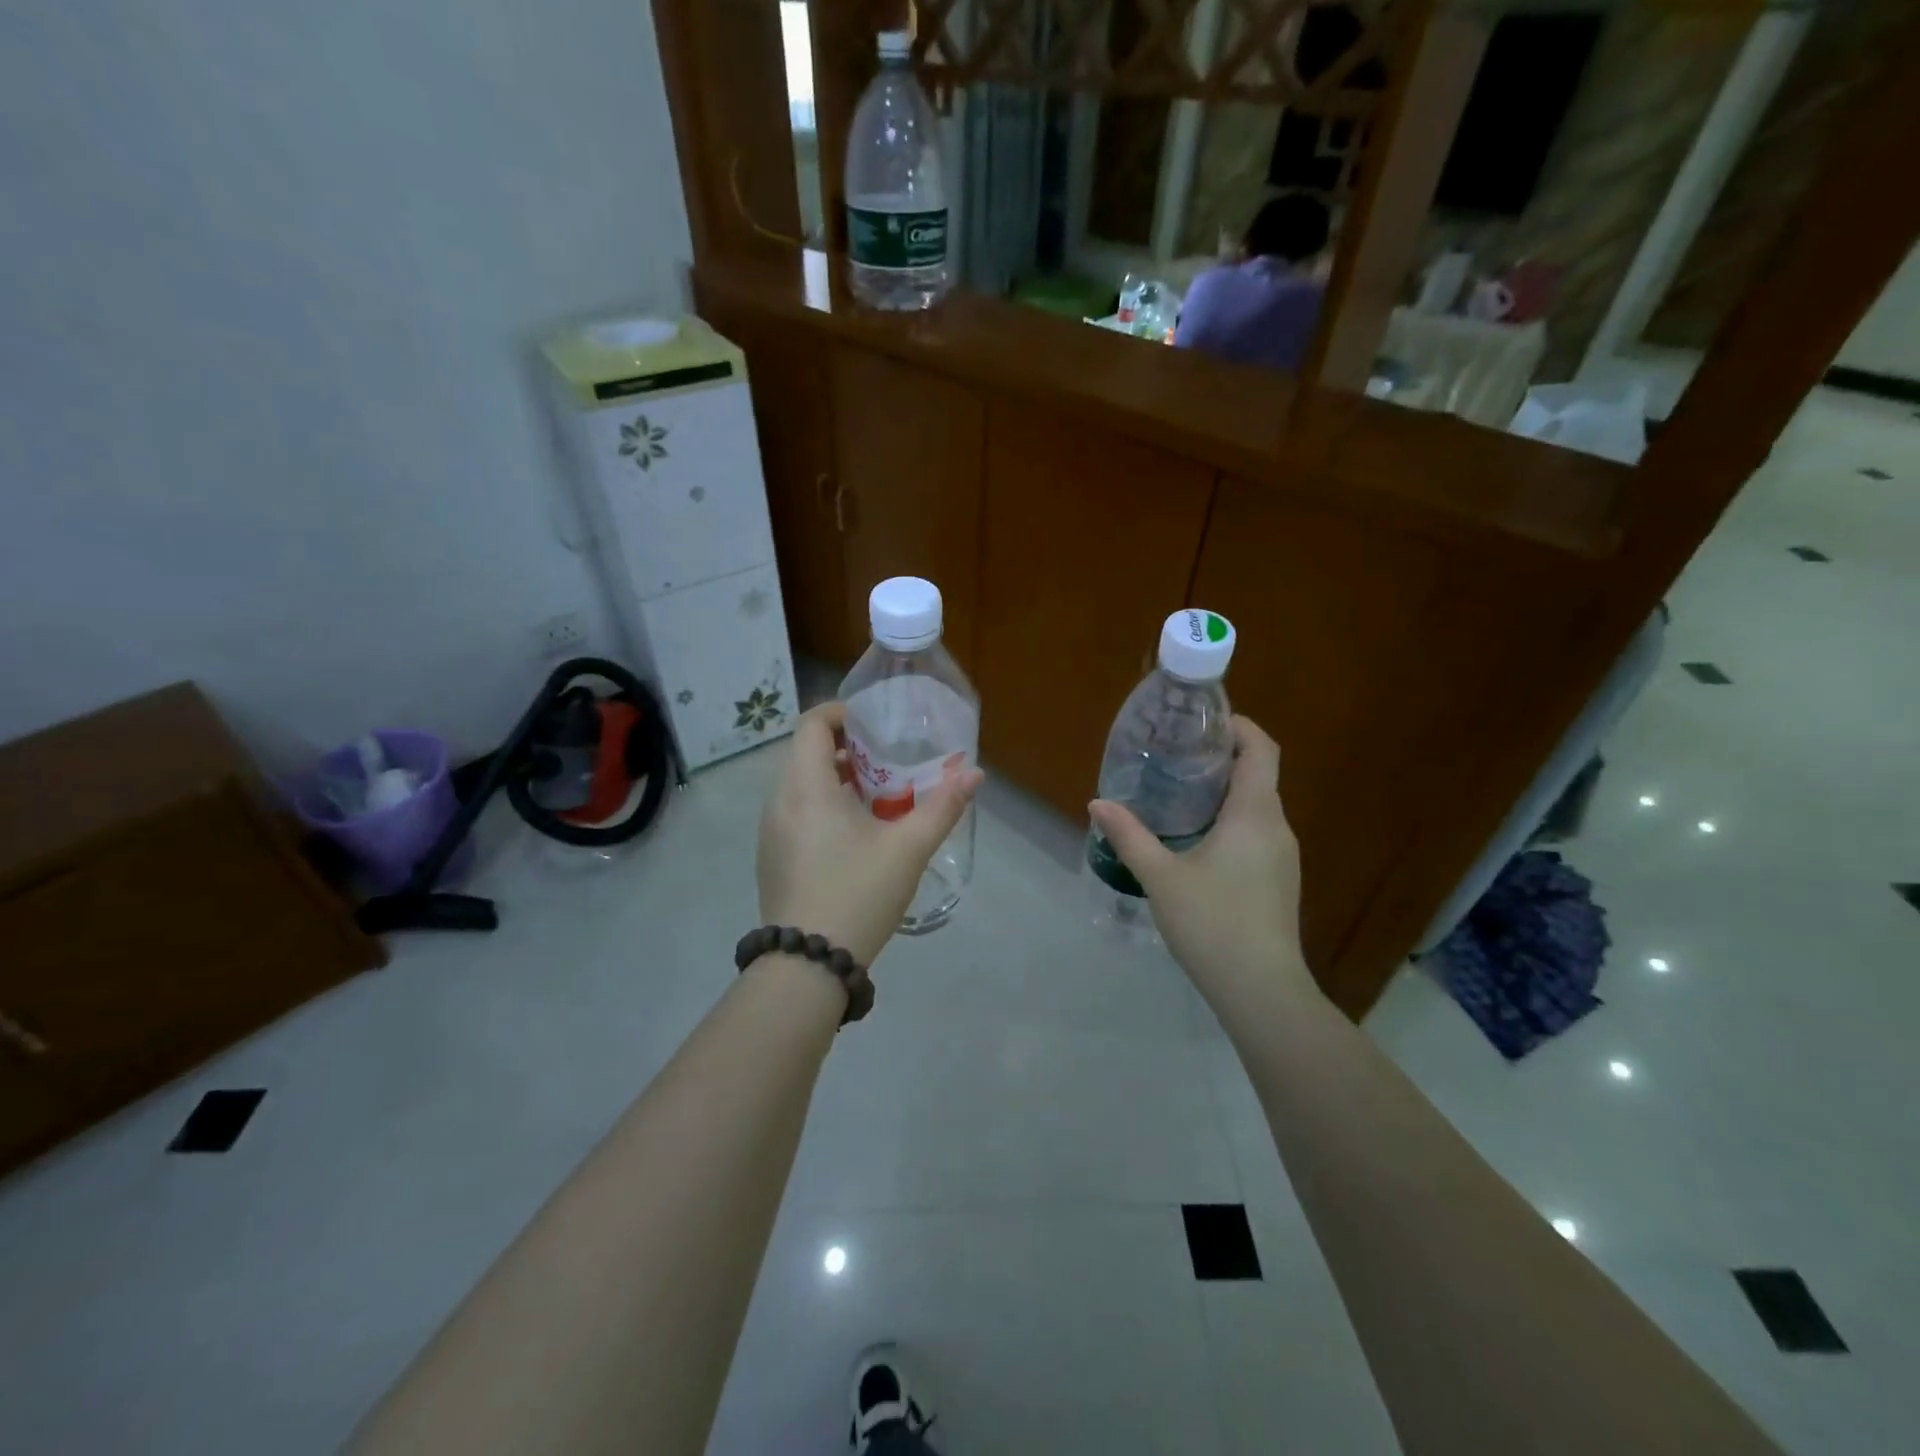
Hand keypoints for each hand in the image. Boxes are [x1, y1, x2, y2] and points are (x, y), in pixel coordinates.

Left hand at [756, 701, 983, 968]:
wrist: (808, 964)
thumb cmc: (858, 893)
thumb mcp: (908, 849)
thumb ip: (943, 806)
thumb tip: (974, 774)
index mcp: (807, 787)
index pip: (811, 724)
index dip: (841, 714)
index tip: (875, 724)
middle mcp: (779, 800)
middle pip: (805, 751)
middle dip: (845, 747)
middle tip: (886, 760)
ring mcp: (770, 830)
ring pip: (799, 783)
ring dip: (834, 777)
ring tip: (876, 796)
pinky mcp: (771, 855)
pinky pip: (794, 810)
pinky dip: (821, 804)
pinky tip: (853, 834)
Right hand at [1087, 716, 1311, 1004]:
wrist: (1261, 990)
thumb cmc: (1212, 923)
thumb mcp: (1161, 877)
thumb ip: (1129, 836)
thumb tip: (1097, 803)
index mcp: (1254, 814)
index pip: (1261, 749)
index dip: (1239, 726)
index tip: (1203, 722)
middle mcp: (1277, 827)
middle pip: (1258, 774)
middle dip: (1222, 758)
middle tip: (1176, 757)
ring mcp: (1283, 856)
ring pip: (1257, 807)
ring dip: (1226, 792)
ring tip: (1179, 795)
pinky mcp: (1280, 880)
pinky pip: (1258, 833)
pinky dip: (1232, 821)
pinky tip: (1198, 841)